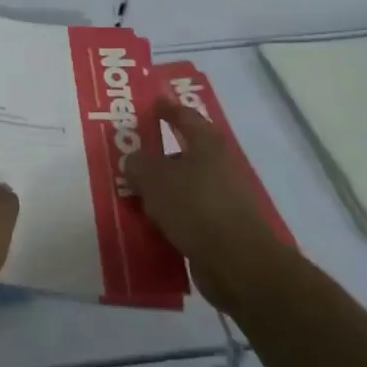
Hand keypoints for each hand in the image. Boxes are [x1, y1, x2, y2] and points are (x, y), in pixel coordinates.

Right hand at [126, 98, 281, 312]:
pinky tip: (146, 224)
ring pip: (182, 186)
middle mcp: (218, 166)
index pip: (184, 116)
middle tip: (128, 155)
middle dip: (155, 155)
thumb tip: (133, 162)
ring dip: (159, 190)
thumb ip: (138, 165)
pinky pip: (185, 214)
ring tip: (130, 193)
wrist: (238, 263)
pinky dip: (167, 216)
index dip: (166, 108)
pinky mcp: (219, 228)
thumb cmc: (196, 207)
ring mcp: (221, 198)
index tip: (151, 103)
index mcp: (206, 144)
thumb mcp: (155, 179)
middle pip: (182, 153)